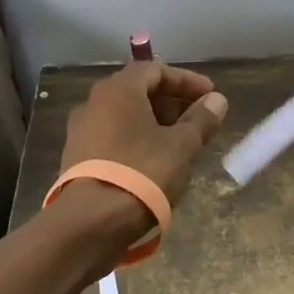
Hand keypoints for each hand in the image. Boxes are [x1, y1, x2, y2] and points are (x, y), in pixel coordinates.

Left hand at [60, 60, 229, 216]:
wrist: (90, 223)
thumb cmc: (142, 173)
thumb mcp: (182, 146)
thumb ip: (202, 119)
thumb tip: (217, 100)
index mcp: (118, 90)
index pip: (156, 70)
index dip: (187, 80)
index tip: (210, 96)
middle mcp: (94, 102)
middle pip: (138, 91)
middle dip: (171, 102)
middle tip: (197, 119)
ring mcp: (80, 131)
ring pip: (124, 115)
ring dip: (154, 122)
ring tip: (179, 143)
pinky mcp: (76, 158)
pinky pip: (112, 136)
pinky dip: (136, 139)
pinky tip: (153, 161)